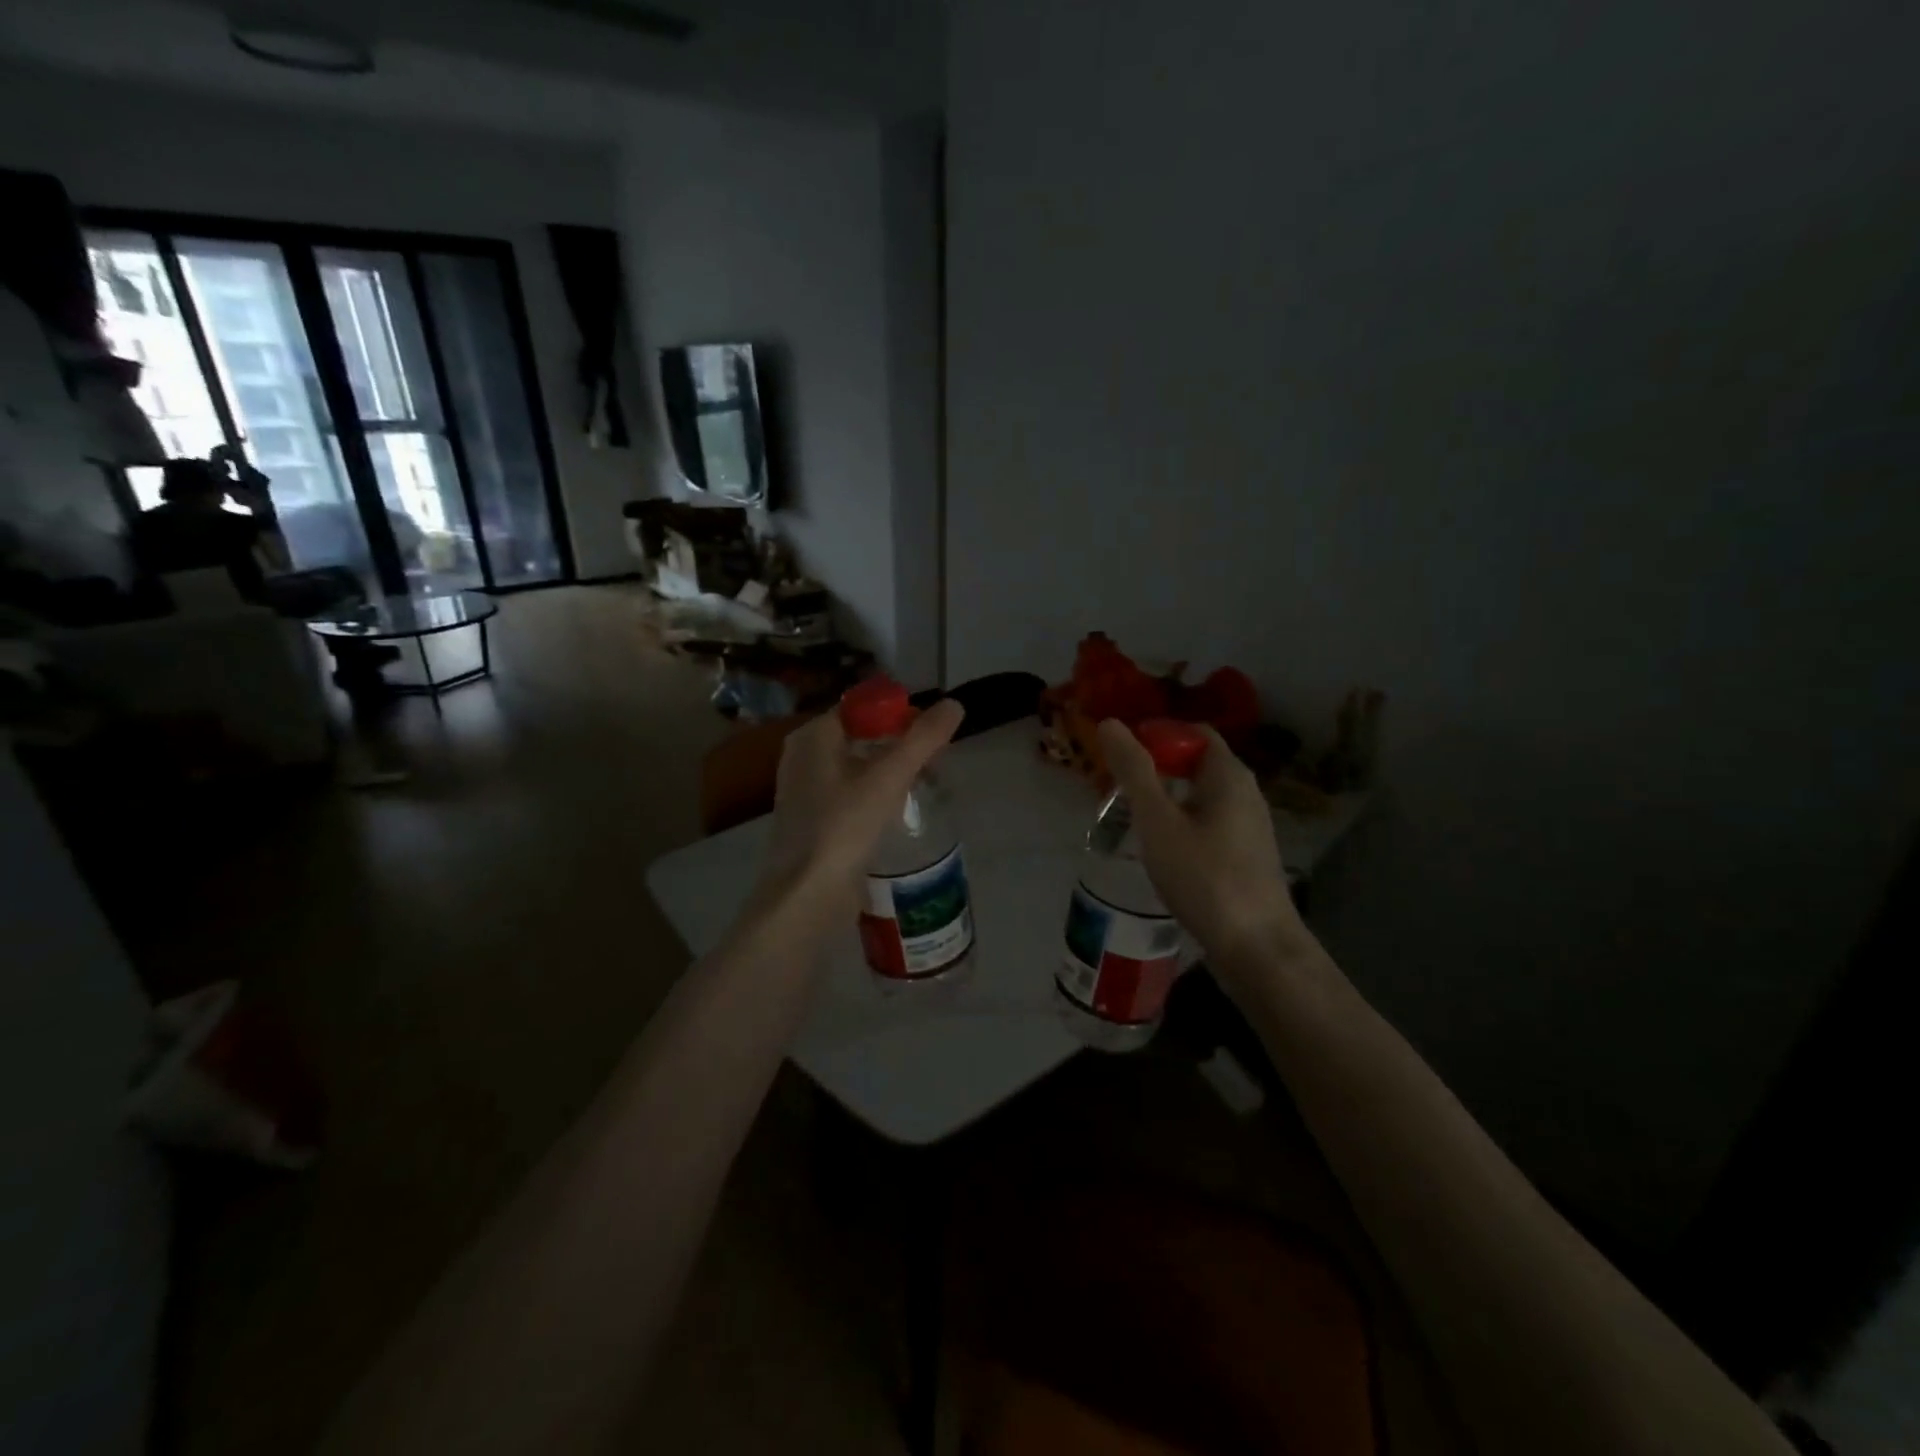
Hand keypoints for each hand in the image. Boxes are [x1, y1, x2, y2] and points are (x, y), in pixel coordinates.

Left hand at [757, 700, 966, 915]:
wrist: (806, 895)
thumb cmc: (844, 826)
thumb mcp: (889, 777)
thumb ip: (923, 739)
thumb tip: (954, 704)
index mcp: (813, 737)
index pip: (861, 708)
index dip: (899, 713)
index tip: (933, 732)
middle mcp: (803, 757)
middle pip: (861, 736)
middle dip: (900, 743)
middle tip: (936, 760)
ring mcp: (806, 791)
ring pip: (857, 766)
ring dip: (891, 769)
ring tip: (926, 783)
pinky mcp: (814, 820)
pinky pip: (851, 793)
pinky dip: (877, 793)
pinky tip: (900, 809)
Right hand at [1097, 719, 1312, 982]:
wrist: (1257, 948)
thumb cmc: (1204, 877)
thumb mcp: (1159, 821)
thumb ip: (1134, 772)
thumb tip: (1110, 723)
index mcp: (1228, 774)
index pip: (1192, 732)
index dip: (1155, 735)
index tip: (1119, 756)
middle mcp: (1245, 792)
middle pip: (1196, 762)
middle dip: (1156, 768)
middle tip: (1116, 787)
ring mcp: (1249, 825)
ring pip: (1201, 795)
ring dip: (1166, 798)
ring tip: (1130, 817)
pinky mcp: (1245, 855)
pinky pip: (1208, 822)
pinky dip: (1181, 822)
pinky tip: (1161, 849)